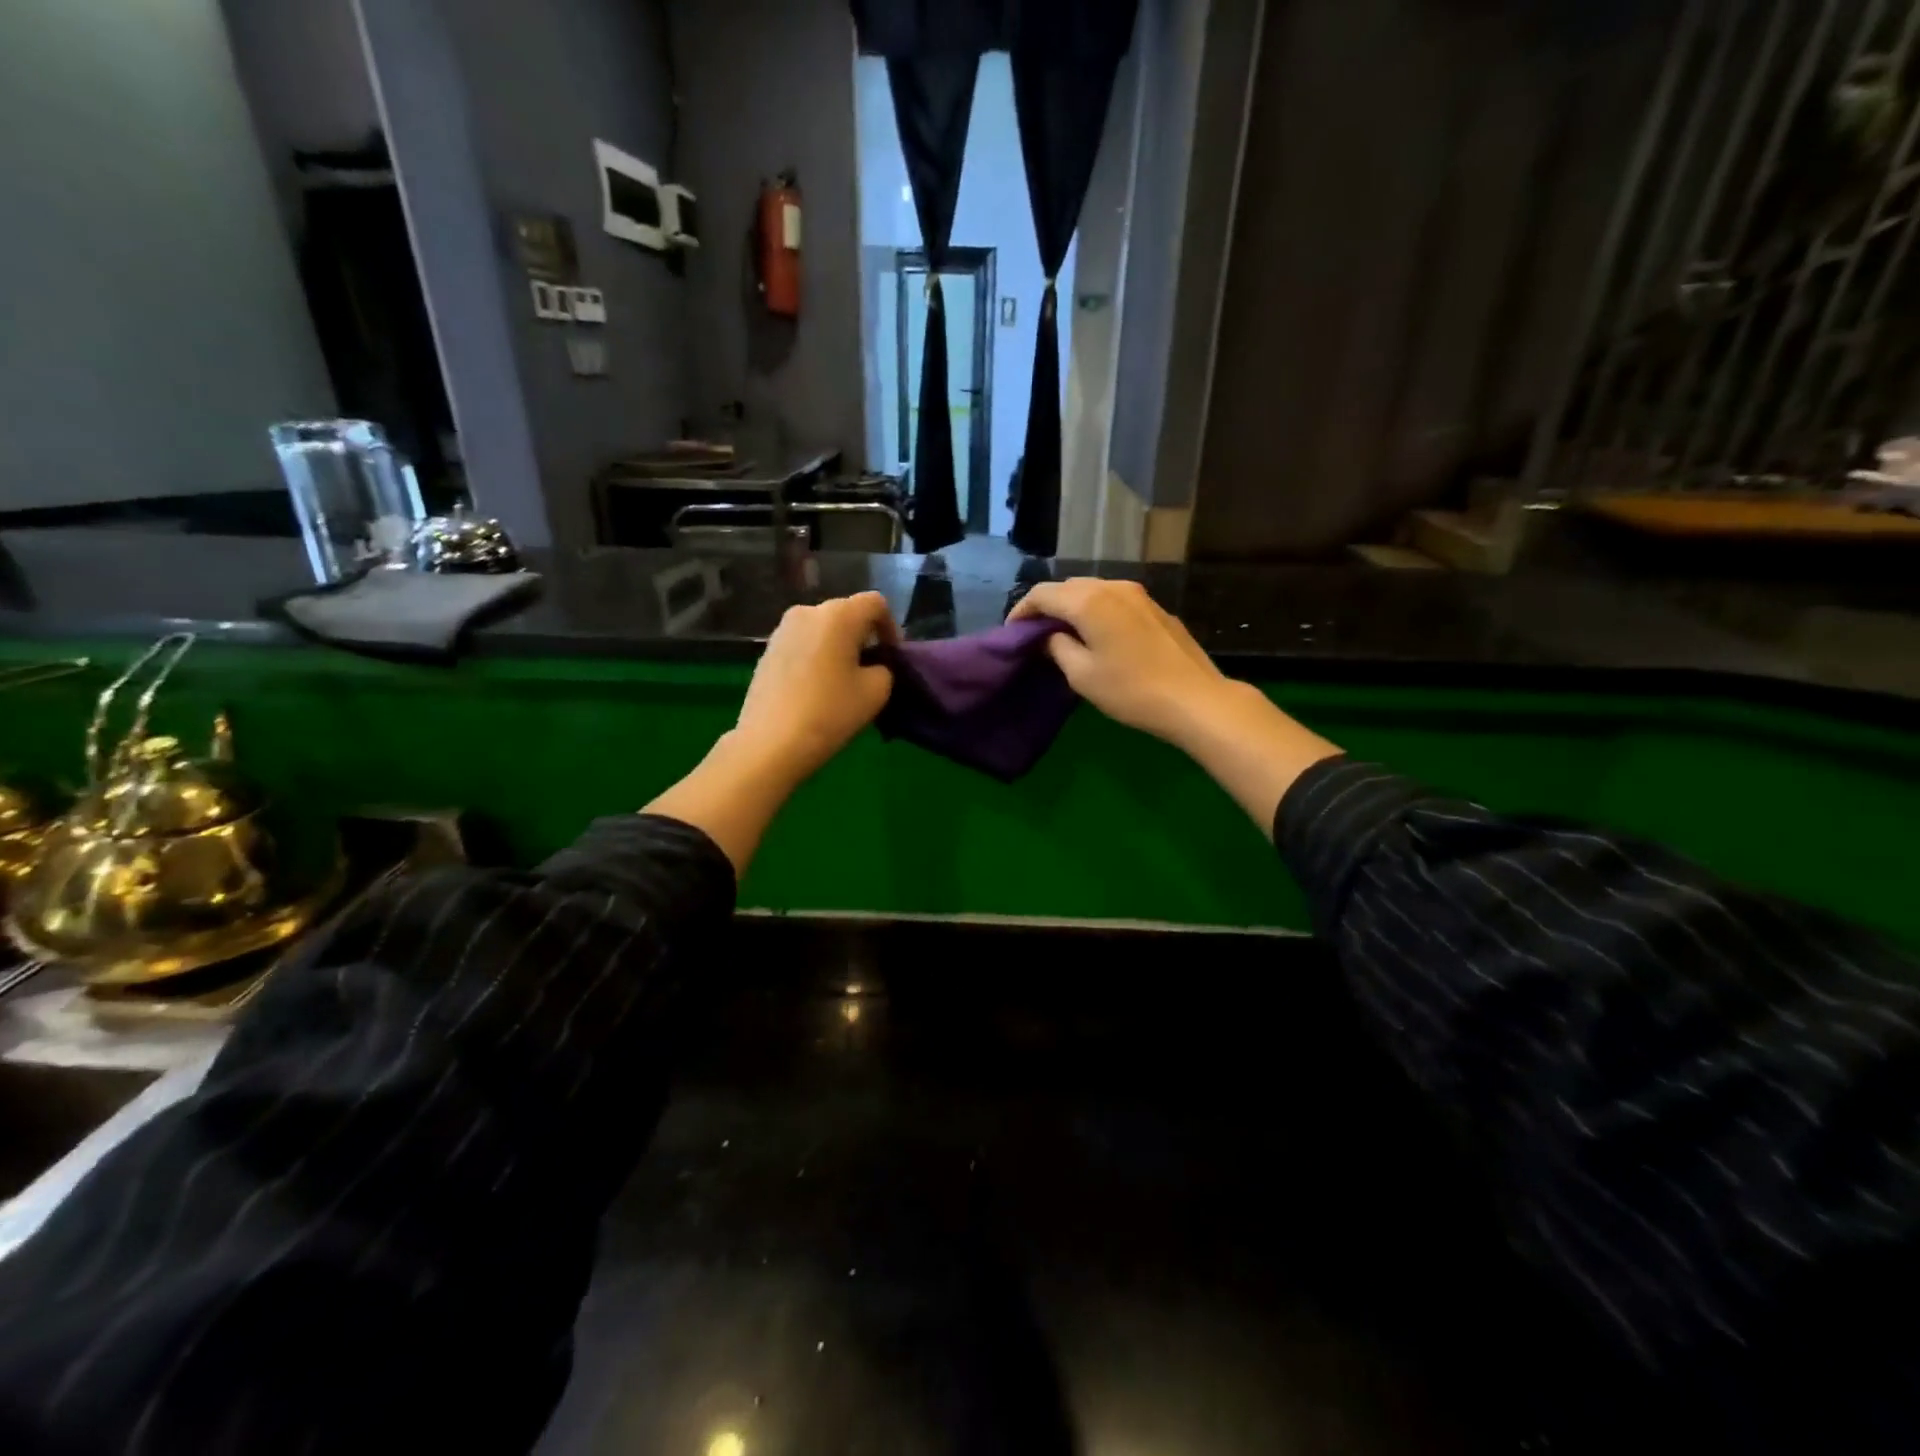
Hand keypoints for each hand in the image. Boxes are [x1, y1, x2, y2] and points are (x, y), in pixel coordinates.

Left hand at [733, 591, 899, 782]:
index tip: (892, 656)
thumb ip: (884, 668)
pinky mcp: (767, 650)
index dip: (891, 626)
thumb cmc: (830, 712)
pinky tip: (816, 687)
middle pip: (846, 613)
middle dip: (863, 636)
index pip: (875, 603)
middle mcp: (807, 611)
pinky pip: (802, 644)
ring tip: (843, 680)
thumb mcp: (876, 692)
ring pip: (822, 629)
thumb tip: (873, 666)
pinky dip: (816, 656)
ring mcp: (782, 630)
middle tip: (871, 669)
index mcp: (838, 615)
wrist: (770, 743)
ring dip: (838, 646)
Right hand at [1009, 578, 1230, 747]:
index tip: (1012, 632)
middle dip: (1048, 606)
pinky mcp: (1156, 609)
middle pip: (1069, 587)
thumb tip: (1050, 636)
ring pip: (1094, 591)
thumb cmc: (1131, 690)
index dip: (1022, 611)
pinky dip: (1097, 611)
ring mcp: (1139, 595)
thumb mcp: (1082, 675)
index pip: (1043, 594)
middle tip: (1035, 633)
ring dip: (1074, 607)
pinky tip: (1098, 634)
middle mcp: (1113, 587)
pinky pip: (1115, 601)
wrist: (1194, 699)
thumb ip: (1058, 648)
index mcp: (1089, 601)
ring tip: (1064, 633)